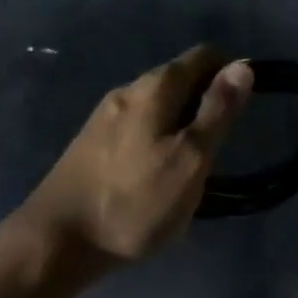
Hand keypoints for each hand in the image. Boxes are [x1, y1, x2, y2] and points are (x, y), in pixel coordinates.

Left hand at [16, 46, 251, 264]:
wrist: (55, 242)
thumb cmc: (134, 201)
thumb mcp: (190, 159)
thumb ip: (218, 111)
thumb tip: (242, 66)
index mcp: (155, 87)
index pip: (204, 55)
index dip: (230, 74)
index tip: (241, 110)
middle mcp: (128, 89)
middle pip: (180, 78)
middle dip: (205, 101)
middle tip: (217, 147)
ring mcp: (104, 115)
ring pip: (157, 104)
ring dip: (181, 122)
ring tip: (189, 165)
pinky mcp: (90, 142)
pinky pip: (138, 124)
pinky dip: (157, 137)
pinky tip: (154, 173)